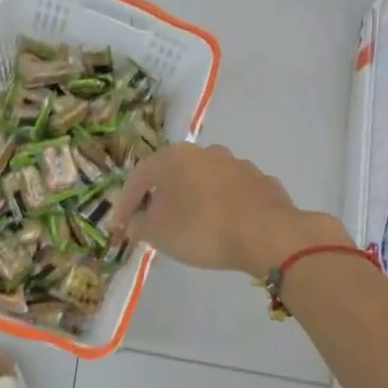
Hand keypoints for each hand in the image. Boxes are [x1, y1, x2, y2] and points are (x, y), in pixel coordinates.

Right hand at [107, 144, 350, 276]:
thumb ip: (140, 225)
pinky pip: (231, 193)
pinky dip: (222, 206)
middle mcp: (204, 152)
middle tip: (153, 220)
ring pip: (204, 181)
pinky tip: (223, 226)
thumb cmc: (202, 229)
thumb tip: (136, 221)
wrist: (267, 234)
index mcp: (173, 158)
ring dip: (193, 199)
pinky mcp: (261, 181)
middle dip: (161, 197)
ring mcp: (236, 164)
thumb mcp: (158, 233)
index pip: (139, 177)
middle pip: (173, 174)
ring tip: (190, 224)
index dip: (126, 202)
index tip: (120, 226)